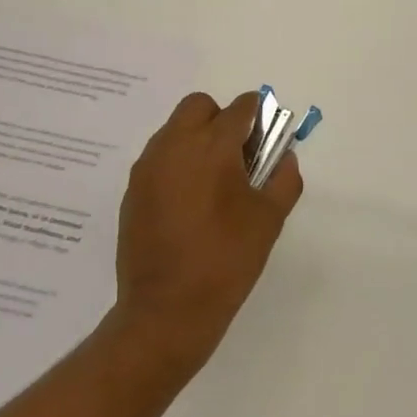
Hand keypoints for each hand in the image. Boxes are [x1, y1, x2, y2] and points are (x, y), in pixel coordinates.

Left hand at [108, 90, 303, 380]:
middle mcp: (173, 146)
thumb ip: (284, 179)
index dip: (258, 117)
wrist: (166, 310)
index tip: (267, 144)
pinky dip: (178, 164)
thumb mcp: (269, 220)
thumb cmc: (226, 260)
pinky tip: (190, 205)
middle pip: (199, 106)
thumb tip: (284, 156)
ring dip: (197, 140)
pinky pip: (159, 159)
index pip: (240, 108)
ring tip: (214, 185)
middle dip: (222, 120)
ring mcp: (147, 168)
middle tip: (239, 158)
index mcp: (211, 147)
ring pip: (174, 130)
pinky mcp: (132, 191)